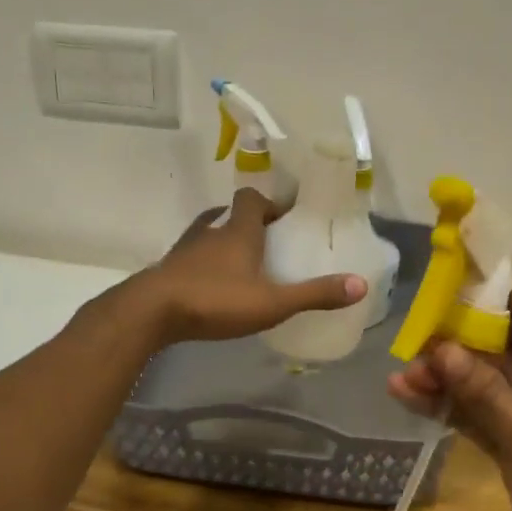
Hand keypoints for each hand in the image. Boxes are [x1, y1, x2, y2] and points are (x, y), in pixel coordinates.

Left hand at [135, 189, 366, 344]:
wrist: (151, 312)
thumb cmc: (215, 300)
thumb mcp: (272, 302)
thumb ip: (314, 294)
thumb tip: (360, 284)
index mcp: (238, 230)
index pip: (252, 199)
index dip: (268, 203)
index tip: (284, 217)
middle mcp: (210, 231)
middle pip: (229, 214)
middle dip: (248, 223)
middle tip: (267, 243)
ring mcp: (185, 249)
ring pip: (208, 233)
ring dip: (223, 241)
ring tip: (240, 263)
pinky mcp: (168, 269)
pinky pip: (190, 257)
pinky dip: (203, 264)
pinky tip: (211, 285)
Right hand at [388, 280, 511, 510]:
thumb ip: (483, 390)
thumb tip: (437, 347)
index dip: (503, 296)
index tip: (454, 298)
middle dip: (467, 338)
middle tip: (418, 335)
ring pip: (498, 377)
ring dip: (453, 374)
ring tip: (403, 372)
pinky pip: (489, 411)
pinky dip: (455, 405)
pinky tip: (409, 396)